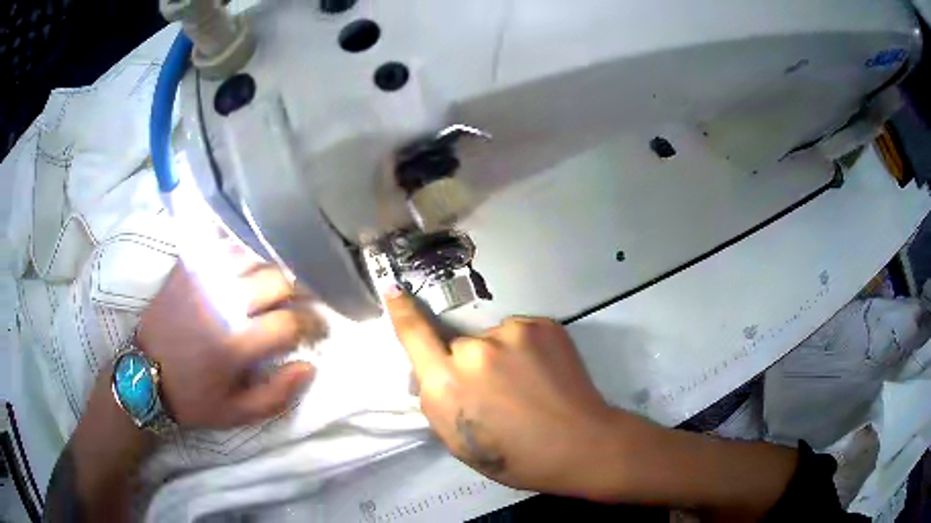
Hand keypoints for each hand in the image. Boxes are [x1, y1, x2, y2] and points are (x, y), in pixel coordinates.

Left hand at [136, 257, 324, 428]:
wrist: (142, 376)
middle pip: (276, 279)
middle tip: (303, 301)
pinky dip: (240, 244)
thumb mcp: (237, 414)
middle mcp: (221, 303)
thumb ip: (278, 395)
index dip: (312, 324)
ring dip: (272, 265)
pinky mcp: (186, 267)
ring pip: (252, 253)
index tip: (318, 329)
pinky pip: (219, 241)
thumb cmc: (193, 399)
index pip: (289, 321)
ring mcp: (202, 279)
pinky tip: (248, 253)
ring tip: (278, 279)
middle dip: (300, 290)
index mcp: (235, 344)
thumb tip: (309, 366)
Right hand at [384, 288, 631, 496]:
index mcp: (447, 385)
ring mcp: (512, 332)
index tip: (394, 291)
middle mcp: (474, 351)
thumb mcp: (459, 443)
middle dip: (468, 364)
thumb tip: (430, 373)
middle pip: (458, 345)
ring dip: (500, 356)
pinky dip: (525, 350)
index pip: (414, 335)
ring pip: (492, 339)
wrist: (581, 445)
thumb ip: (437, 401)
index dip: (402, 312)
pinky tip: (543, 373)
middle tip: (498, 391)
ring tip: (527, 385)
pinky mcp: (542, 325)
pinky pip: (519, 333)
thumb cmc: (516, 457)